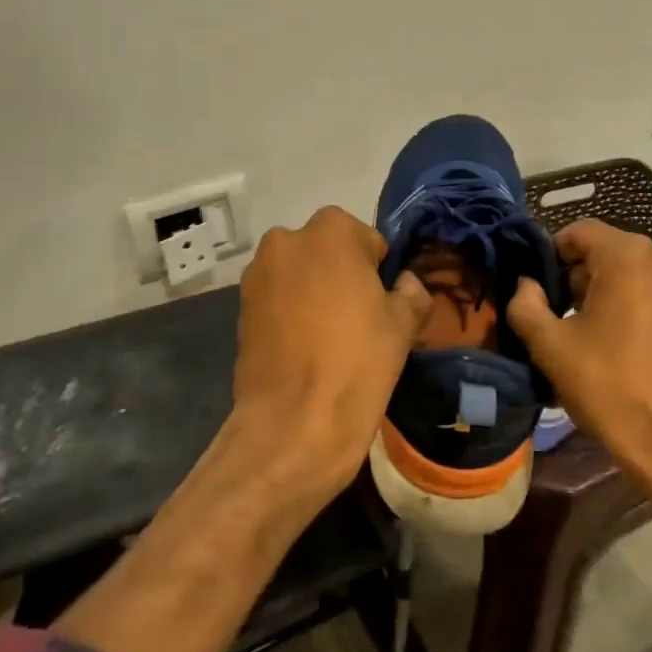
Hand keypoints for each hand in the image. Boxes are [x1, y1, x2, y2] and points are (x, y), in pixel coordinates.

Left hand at [227, 206, 430, 509]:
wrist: (295, 421)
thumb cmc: (358, 361)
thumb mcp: (403, 325)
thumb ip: (412, 292)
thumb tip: (406, 284)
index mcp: (332, 231)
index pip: (367, 241)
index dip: (378, 272)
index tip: (381, 303)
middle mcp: (287, 240)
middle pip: (327, 252)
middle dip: (340, 274)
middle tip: (356, 318)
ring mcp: (257, 274)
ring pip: (298, 274)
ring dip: (312, 292)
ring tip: (327, 337)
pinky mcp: (239, 307)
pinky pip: (276, 299)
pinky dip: (289, 313)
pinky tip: (302, 348)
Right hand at [508, 220, 651, 493]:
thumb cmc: (607, 387)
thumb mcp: (550, 345)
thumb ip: (526, 304)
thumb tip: (525, 284)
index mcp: (628, 257)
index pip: (578, 232)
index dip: (550, 254)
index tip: (535, 288)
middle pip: (604, 251)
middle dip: (574, 276)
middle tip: (553, 314)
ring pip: (627, 273)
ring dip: (599, 292)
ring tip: (580, 332)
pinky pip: (649, 293)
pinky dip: (626, 305)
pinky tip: (612, 342)